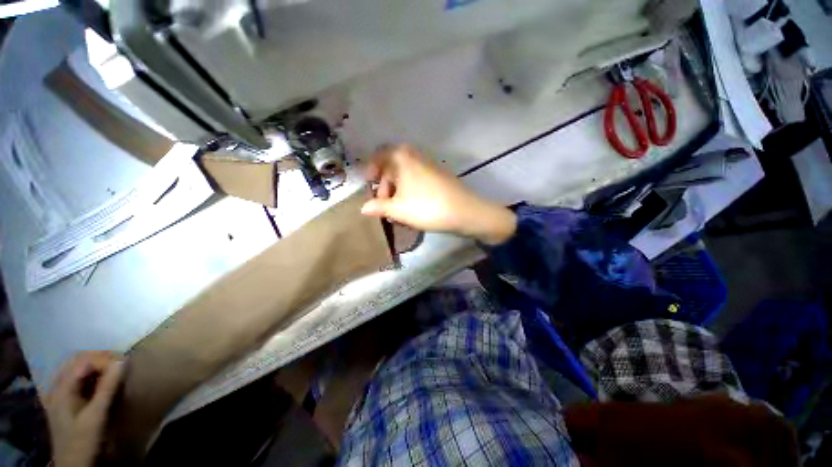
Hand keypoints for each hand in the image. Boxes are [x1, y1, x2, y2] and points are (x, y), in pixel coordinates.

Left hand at [44, 351, 123, 466]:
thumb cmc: (84, 441)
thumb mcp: (96, 416)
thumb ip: (107, 388)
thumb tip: (123, 359)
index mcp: (61, 388)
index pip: (82, 361)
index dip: (104, 359)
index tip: (124, 364)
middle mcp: (57, 387)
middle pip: (77, 363)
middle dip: (100, 360)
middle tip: (121, 365)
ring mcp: (60, 395)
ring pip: (78, 371)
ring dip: (97, 368)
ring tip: (115, 372)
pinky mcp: (66, 402)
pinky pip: (78, 381)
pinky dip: (92, 377)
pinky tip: (102, 384)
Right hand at [361, 144, 516, 244]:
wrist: (464, 211)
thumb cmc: (426, 207)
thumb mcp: (397, 209)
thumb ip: (378, 207)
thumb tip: (363, 208)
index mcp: (401, 158)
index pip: (379, 156)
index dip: (371, 170)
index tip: (369, 186)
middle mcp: (415, 156)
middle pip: (392, 168)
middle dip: (386, 187)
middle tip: (385, 206)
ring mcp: (429, 165)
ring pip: (405, 177)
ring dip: (398, 193)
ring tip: (398, 213)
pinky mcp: (438, 176)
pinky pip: (417, 181)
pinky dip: (410, 192)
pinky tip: (412, 210)